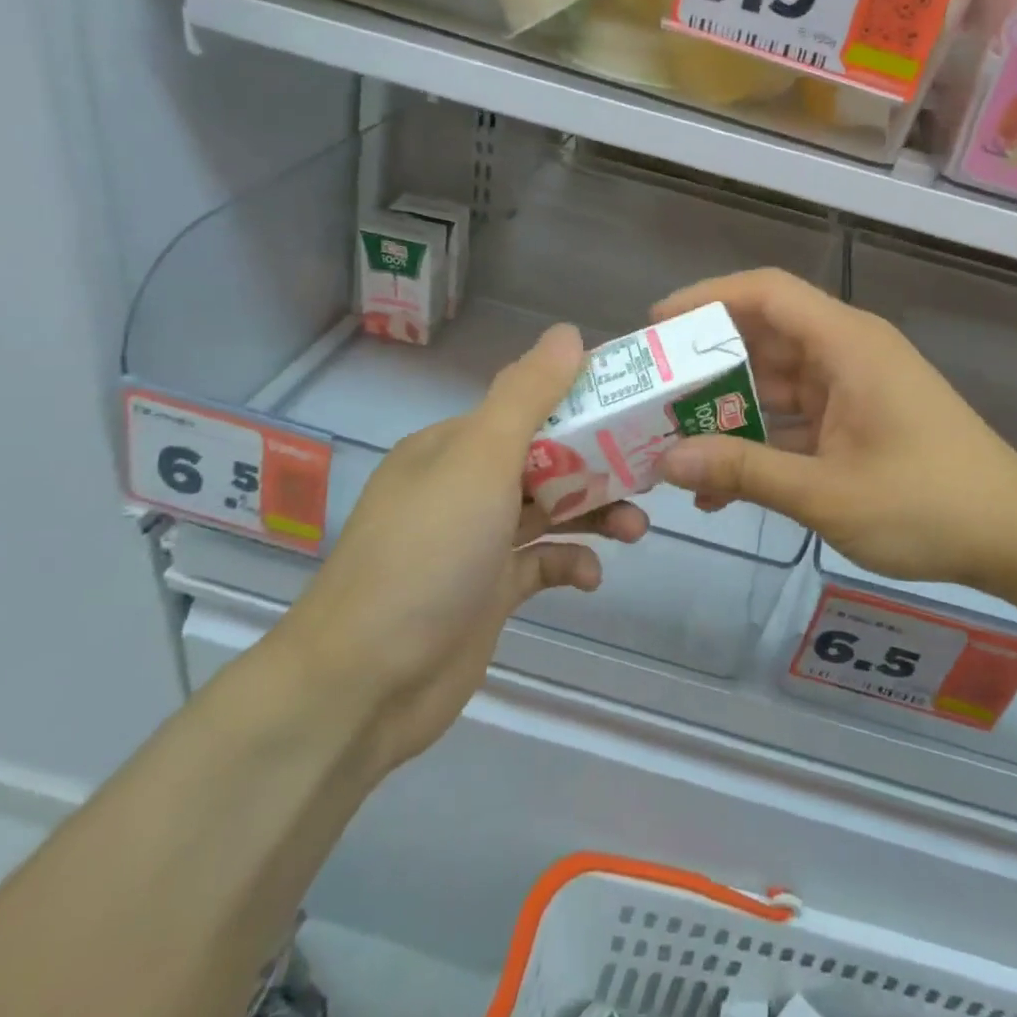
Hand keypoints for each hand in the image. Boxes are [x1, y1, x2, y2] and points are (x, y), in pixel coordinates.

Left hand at [279, 324, 646, 771]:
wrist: (365, 684)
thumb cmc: (428, 554)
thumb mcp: (481, 460)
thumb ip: (527, 395)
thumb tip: (568, 332)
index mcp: (455, 445)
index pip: (529, 406)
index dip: (582, 401)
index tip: (636, 404)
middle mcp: (465, 486)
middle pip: (547, 459)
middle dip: (600, 464)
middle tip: (651, 470)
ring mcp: (477, 542)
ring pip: (551, 511)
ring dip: (596, 515)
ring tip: (636, 529)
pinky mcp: (490, 592)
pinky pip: (543, 564)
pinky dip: (571, 564)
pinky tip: (590, 578)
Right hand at [653, 270, 1016, 591]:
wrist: (1015, 536)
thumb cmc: (927, 504)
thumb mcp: (826, 493)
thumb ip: (744, 472)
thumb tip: (667, 461)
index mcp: (846, 344)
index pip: (767, 293)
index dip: (707, 298)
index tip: (657, 324)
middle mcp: (847, 353)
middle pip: (764, 337)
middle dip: (706, 364)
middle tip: (651, 393)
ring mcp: (854, 387)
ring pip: (776, 382)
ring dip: (729, 410)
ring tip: (671, 441)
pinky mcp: (858, 420)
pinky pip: (796, 417)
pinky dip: (761, 441)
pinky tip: (721, 484)